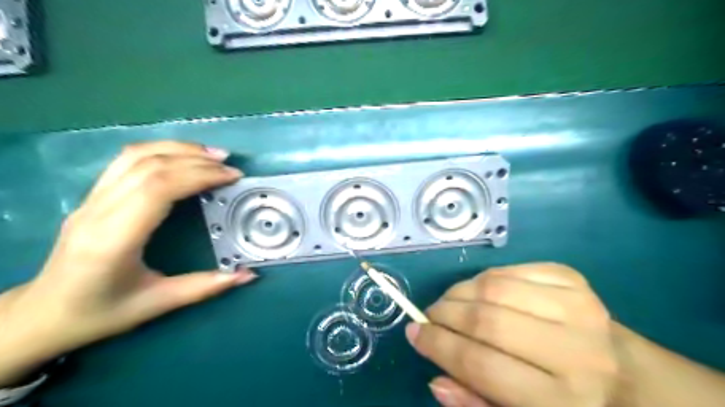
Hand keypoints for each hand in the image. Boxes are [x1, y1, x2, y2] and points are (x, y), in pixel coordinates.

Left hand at [1, 139, 255, 384]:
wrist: (41, 315)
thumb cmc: (100, 313)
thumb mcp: (157, 304)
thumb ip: (206, 286)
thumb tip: (249, 275)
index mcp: (113, 240)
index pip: (158, 189)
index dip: (199, 176)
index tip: (232, 178)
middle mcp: (97, 211)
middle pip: (149, 166)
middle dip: (196, 161)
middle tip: (230, 166)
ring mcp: (90, 200)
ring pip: (135, 156)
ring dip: (178, 149)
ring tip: (212, 155)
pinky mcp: (92, 196)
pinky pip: (125, 161)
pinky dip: (160, 151)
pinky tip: (182, 156)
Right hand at [407, 264, 616, 406]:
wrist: (630, 376)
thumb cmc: (569, 403)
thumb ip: (478, 404)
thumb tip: (436, 379)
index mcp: (564, 401)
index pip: (482, 365)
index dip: (438, 346)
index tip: (414, 333)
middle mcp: (575, 351)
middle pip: (486, 321)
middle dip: (444, 315)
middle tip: (428, 316)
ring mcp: (577, 307)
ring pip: (494, 288)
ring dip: (459, 292)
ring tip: (449, 303)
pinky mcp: (572, 279)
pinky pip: (510, 270)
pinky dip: (483, 279)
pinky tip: (479, 292)